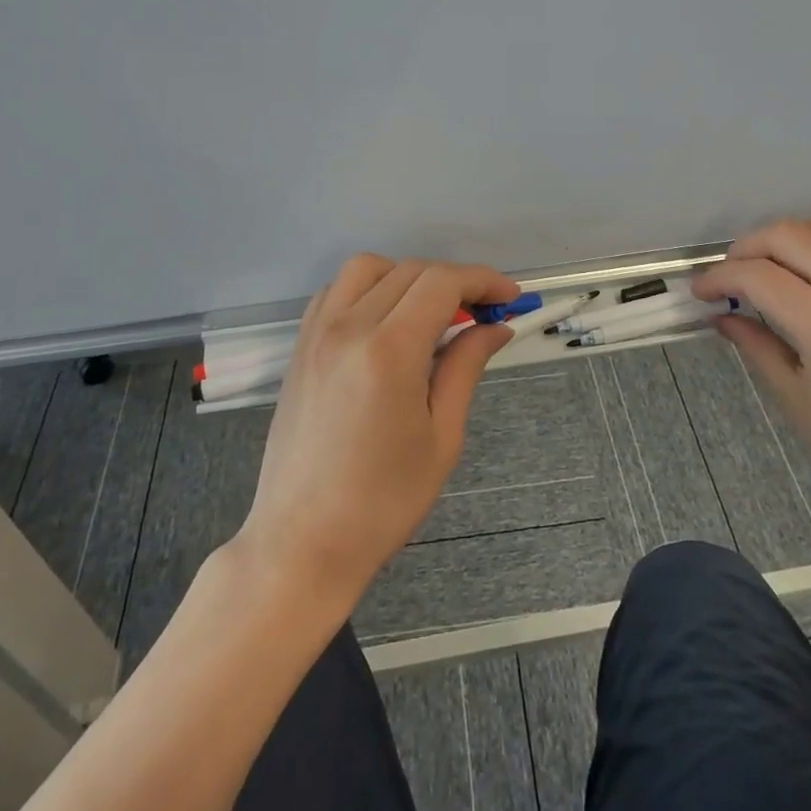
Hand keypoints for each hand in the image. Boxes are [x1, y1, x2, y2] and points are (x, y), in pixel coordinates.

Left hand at [232, 255, 518, 612]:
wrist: (302, 542)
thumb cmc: (382, 502)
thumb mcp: (441, 437)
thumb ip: (465, 367)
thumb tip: (495, 327)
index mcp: (389, 350)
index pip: (442, 283)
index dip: (483, 281)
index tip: (510, 298)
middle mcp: (349, 327)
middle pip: (411, 270)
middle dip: (455, 281)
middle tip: (482, 313)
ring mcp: (317, 333)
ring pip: (368, 268)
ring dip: (408, 276)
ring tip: (432, 313)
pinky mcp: (300, 346)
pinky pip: (336, 291)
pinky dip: (368, 288)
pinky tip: (386, 320)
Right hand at [692, 219, 810, 545]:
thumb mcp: (796, 400)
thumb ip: (756, 346)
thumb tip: (722, 317)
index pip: (758, 276)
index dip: (718, 277)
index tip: (700, 292)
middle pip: (788, 235)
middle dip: (745, 248)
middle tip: (728, 277)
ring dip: (783, 241)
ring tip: (764, 270)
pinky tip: (808, 276)